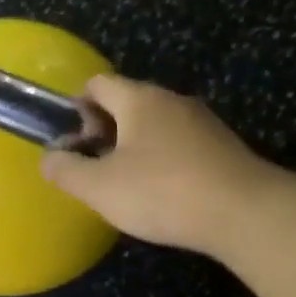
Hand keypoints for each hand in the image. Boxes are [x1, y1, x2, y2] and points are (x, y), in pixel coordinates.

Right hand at [40, 74, 273, 254]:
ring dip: (134, 147)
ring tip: (125, 184)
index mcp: (139, 99)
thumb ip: (67, 171)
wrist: (245, 213)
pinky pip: (180, 144)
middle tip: (94, 166)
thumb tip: (50, 158)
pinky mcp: (223, 147)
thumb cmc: (163, 192)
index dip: (77, 107)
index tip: (72, 141)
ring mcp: (203, 122)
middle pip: (127, 103)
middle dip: (104, 130)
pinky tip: (163, 193)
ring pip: (155, 125)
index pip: (98, 84)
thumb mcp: (100, 187)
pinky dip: (163, 160)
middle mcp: (172, 100)